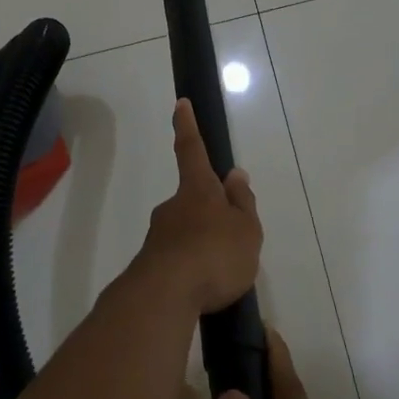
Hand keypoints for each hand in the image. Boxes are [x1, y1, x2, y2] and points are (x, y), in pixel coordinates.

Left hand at [128, 99, 261, 314]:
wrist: (165, 295)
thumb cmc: (215, 255)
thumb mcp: (246, 229)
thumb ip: (242, 203)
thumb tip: (235, 174)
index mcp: (198, 190)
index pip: (192, 150)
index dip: (188, 126)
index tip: (180, 103)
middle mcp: (174, 206)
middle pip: (193, 199)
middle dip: (210, 212)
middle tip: (231, 240)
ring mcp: (159, 235)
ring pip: (186, 231)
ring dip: (203, 244)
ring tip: (224, 273)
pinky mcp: (152, 263)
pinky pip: (179, 258)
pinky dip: (193, 267)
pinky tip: (205, 288)